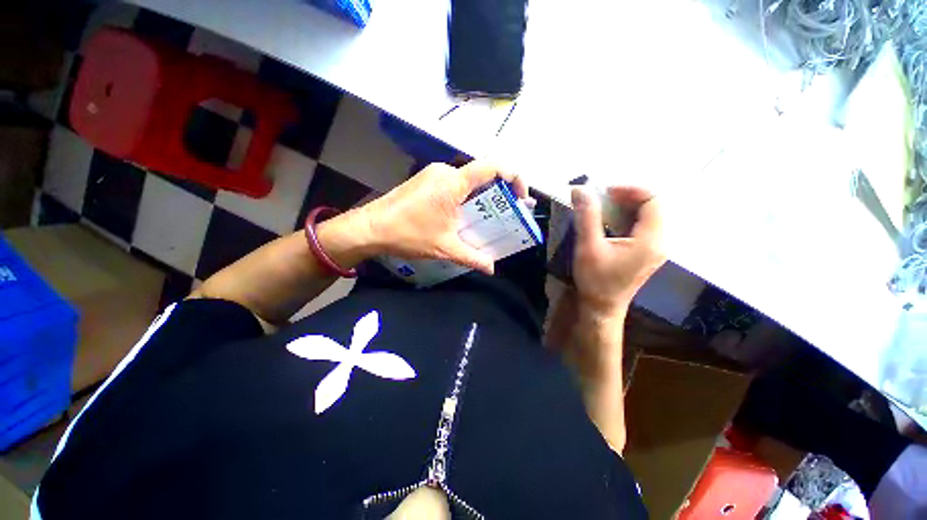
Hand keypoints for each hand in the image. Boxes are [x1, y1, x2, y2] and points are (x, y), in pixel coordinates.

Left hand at [354, 161, 527, 273]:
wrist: (371, 227)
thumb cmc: (408, 234)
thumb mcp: (445, 247)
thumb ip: (472, 257)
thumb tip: (491, 269)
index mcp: (453, 183)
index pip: (492, 167)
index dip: (513, 176)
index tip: (520, 195)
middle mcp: (445, 171)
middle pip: (481, 174)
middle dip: (499, 191)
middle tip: (507, 211)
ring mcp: (433, 174)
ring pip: (467, 180)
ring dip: (481, 195)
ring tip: (486, 216)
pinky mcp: (425, 180)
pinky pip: (453, 183)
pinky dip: (465, 195)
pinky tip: (463, 214)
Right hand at [571, 185, 665, 315]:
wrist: (602, 307)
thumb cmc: (596, 280)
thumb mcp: (588, 247)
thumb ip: (587, 217)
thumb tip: (581, 190)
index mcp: (651, 240)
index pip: (653, 200)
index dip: (630, 190)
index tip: (605, 191)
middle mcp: (660, 242)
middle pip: (651, 206)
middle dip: (627, 197)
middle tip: (601, 197)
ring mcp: (654, 248)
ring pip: (646, 216)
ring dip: (625, 207)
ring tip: (602, 206)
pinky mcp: (646, 252)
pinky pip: (641, 227)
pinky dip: (625, 218)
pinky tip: (608, 221)